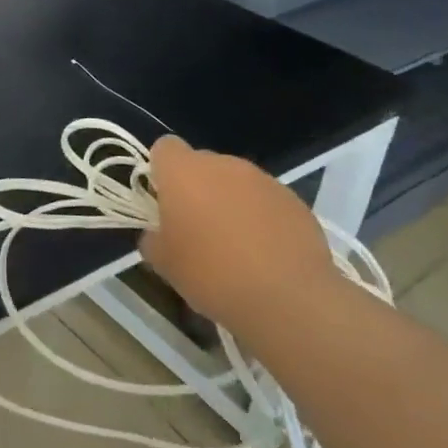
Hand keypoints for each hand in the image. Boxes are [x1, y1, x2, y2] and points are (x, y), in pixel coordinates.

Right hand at [139, 135, 334, 327]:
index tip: (163, 201)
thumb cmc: (210, 274)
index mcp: (184, 172)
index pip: (165, 148)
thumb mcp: (162, 263)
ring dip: (230, 201)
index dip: (161, 171)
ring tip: (235, 244)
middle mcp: (223, 165)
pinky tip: (265, 252)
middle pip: (202, 164)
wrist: (287, 299)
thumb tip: (159, 234)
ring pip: (235, 182)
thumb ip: (153, 237)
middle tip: (196, 228)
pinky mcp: (294, 200)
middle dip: (196, 188)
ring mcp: (263, 180)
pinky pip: (266, 200)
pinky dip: (260, 217)